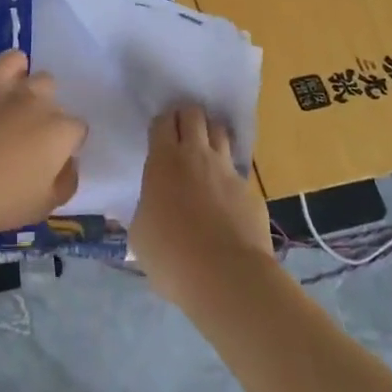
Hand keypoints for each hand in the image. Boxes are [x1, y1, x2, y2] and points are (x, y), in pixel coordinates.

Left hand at [0, 50, 84, 236]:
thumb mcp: (44, 206)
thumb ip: (67, 182)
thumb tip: (70, 163)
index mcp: (61, 134)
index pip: (77, 130)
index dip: (66, 144)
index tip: (50, 159)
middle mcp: (44, 104)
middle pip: (57, 104)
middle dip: (48, 119)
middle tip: (27, 141)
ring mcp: (16, 88)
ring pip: (40, 79)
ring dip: (34, 95)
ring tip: (15, 113)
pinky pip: (12, 59)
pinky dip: (14, 68)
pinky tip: (5, 84)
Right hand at [130, 105, 273, 311]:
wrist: (228, 277)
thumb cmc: (172, 255)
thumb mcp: (140, 234)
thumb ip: (145, 210)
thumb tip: (149, 209)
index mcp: (164, 161)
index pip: (162, 121)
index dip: (160, 123)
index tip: (158, 134)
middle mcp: (197, 155)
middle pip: (194, 114)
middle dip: (186, 117)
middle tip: (180, 134)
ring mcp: (228, 171)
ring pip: (220, 132)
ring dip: (210, 135)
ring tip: (204, 152)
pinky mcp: (250, 191)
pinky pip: (237, 171)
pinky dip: (228, 174)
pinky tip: (224, 195)